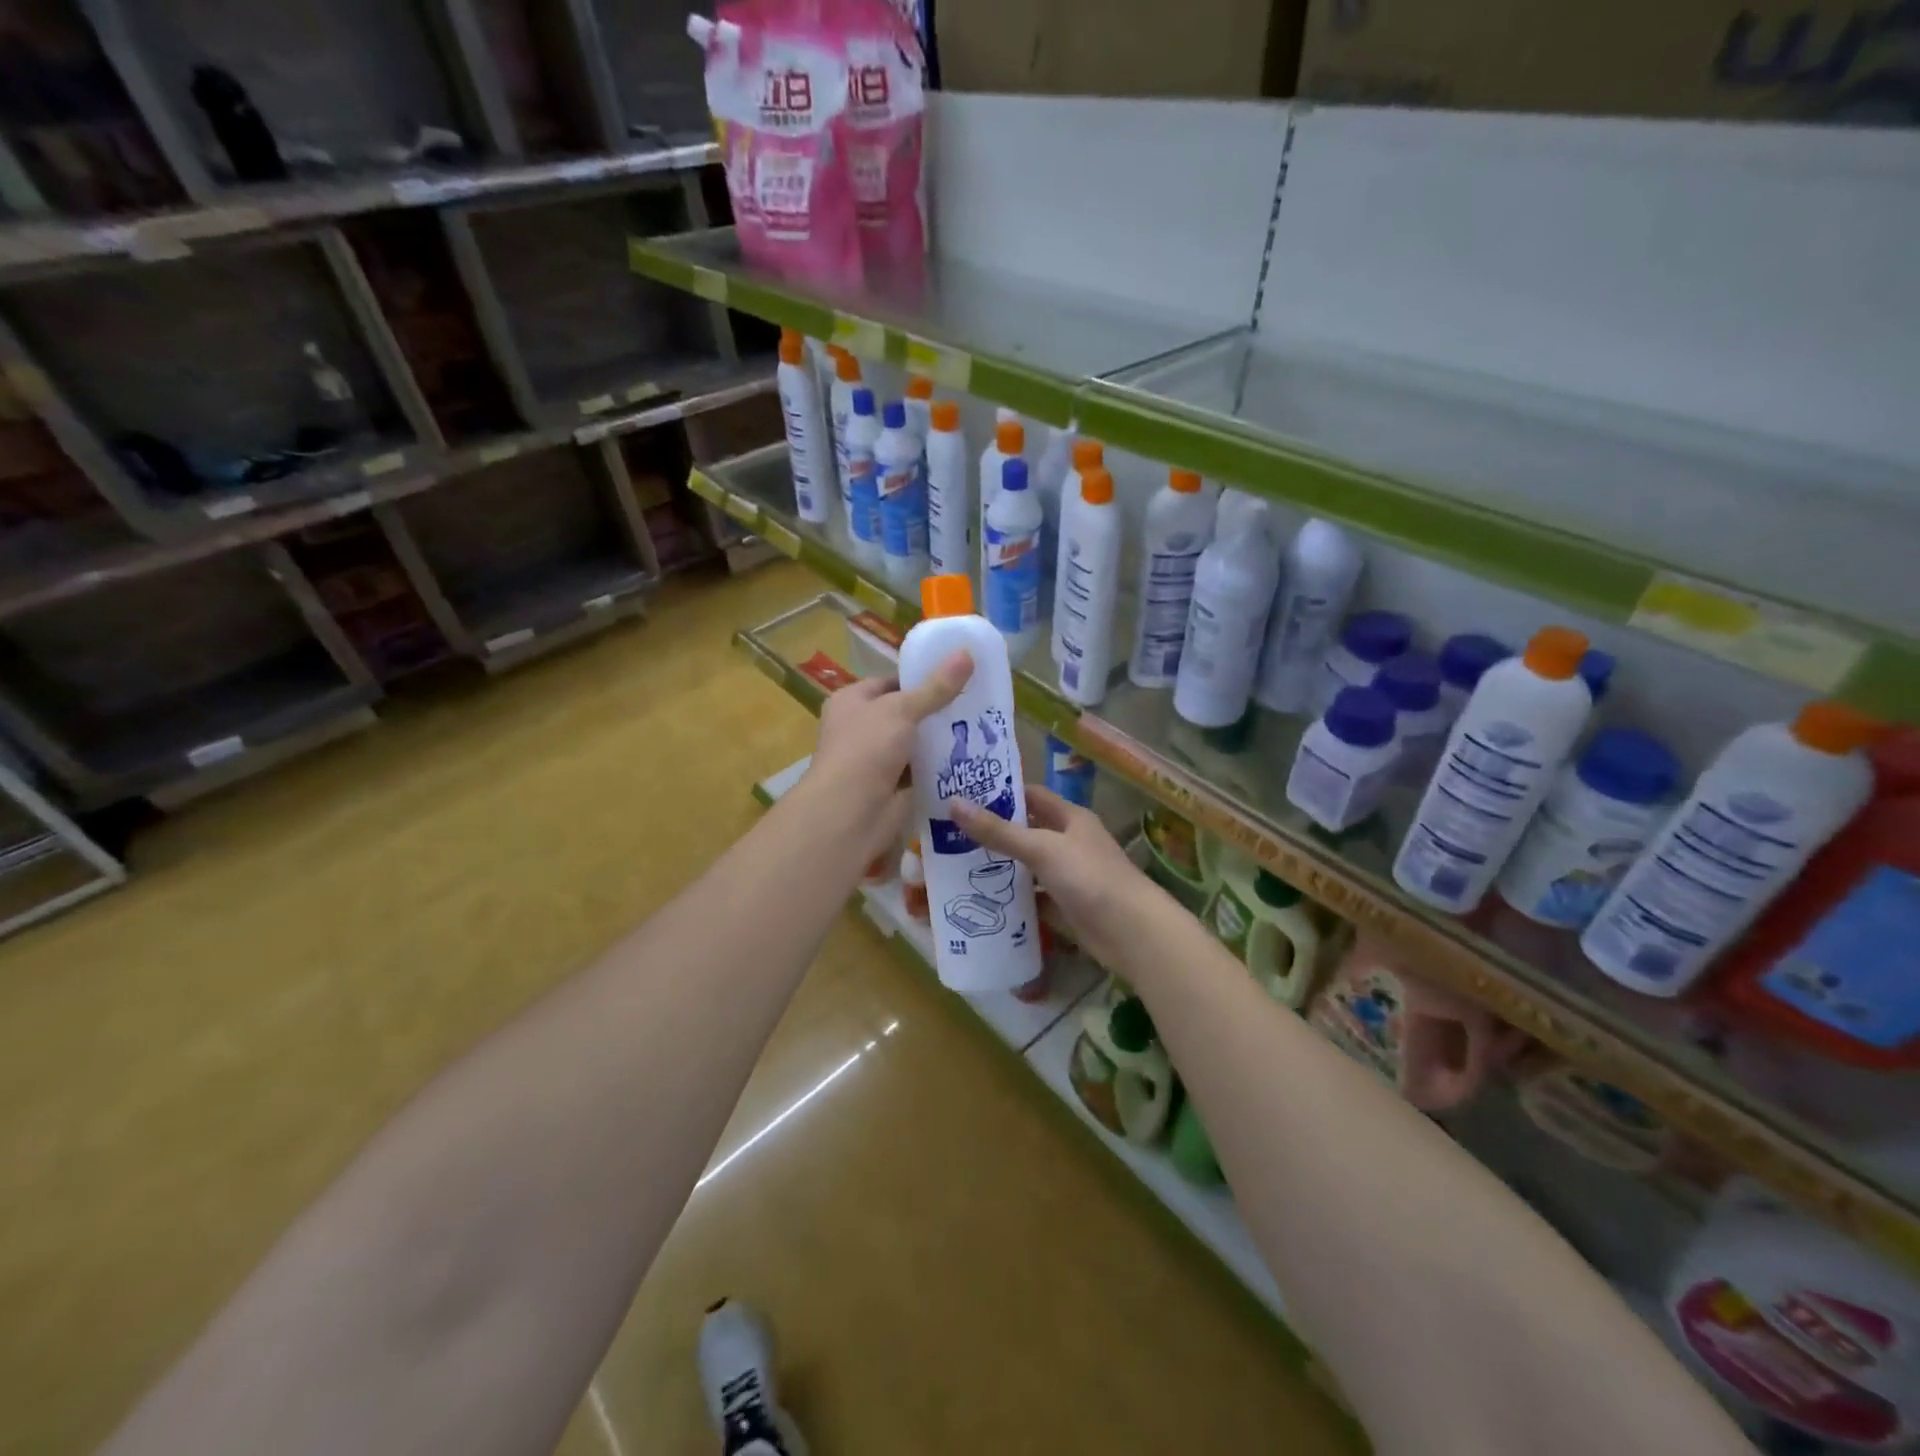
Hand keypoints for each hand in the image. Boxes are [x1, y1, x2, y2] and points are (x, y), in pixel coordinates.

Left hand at [805, 651, 973, 858]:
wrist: (850, 812)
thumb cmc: (866, 749)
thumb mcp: (902, 709)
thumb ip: (936, 687)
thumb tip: (967, 653)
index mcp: (851, 702)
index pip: (890, 683)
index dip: (920, 679)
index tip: (956, 677)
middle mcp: (861, 729)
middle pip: (906, 714)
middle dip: (937, 711)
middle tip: (976, 702)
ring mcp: (877, 761)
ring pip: (916, 744)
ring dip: (942, 741)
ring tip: (981, 728)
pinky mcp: (893, 788)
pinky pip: (922, 772)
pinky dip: (941, 768)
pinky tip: (972, 758)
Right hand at [949, 784, 1166, 969]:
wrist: (1131, 933)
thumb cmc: (1089, 878)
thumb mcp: (1041, 849)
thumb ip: (998, 831)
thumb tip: (953, 803)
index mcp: (1070, 818)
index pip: (1031, 796)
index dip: (1001, 793)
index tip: (964, 796)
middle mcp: (1070, 842)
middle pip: (1027, 831)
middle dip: (994, 833)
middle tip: (950, 834)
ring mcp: (1069, 875)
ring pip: (1028, 866)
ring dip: (1001, 866)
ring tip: (957, 866)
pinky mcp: (1065, 905)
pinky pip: (1033, 896)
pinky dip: (1013, 898)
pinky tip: (983, 900)